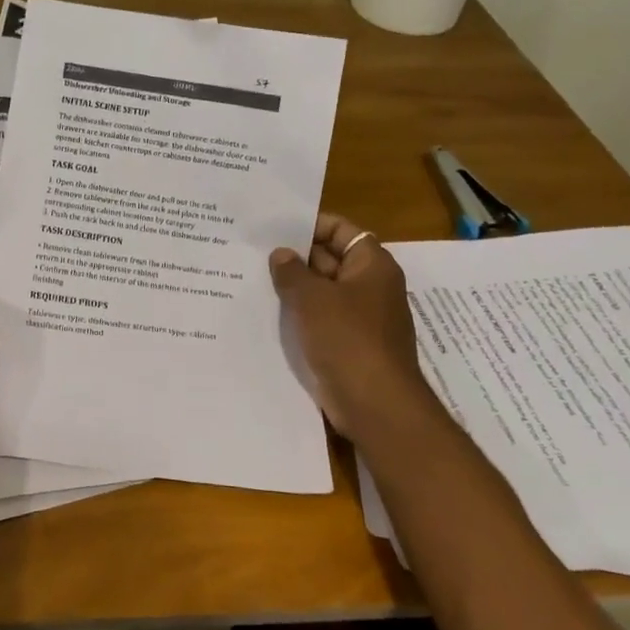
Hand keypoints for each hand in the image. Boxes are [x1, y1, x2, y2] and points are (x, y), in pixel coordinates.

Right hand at [269, 213, 432, 436]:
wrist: (376, 405)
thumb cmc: (348, 339)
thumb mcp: (313, 298)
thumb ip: (292, 271)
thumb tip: (281, 254)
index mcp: (372, 265)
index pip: (340, 229)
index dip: (310, 224)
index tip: (276, 226)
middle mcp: (370, 286)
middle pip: (330, 258)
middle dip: (296, 256)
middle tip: (255, 250)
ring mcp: (360, 317)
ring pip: (323, 291)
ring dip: (294, 286)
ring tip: (253, 276)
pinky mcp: (349, 344)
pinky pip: (321, 318)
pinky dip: (300, 313)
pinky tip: (268, 311)